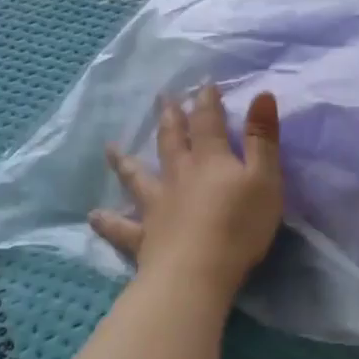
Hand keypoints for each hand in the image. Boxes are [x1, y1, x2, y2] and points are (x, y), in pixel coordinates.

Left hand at [89, 84, 283, 309]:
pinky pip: (122, 228)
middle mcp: (179, 176)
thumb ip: (262, 138)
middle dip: (170, 118)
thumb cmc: (239, 226)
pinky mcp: (144, 237)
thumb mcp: (265, 178)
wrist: (198, 273)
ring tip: (111, 148)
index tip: (203, 84)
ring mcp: (157, 206)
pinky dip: (108, 222)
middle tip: (162, 98)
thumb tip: (261, 94)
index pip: (208, 123)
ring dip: (125, 162)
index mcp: (210, 160)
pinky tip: (94, 216)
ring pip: (138, 178)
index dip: (207, 102)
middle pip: (172, 141)